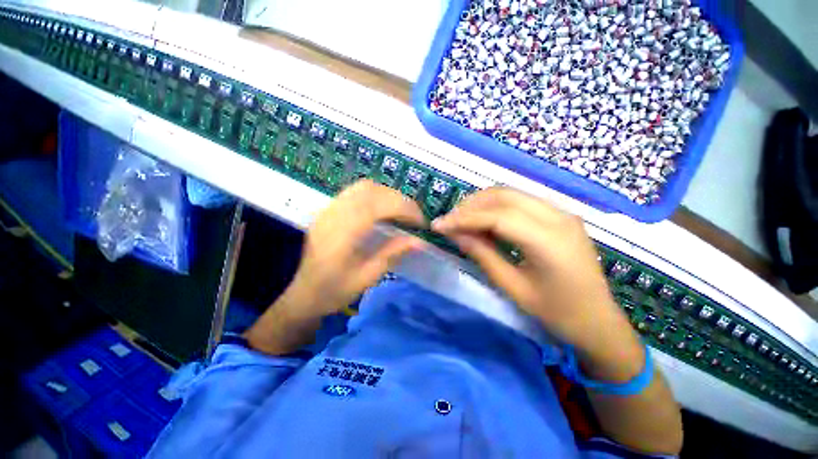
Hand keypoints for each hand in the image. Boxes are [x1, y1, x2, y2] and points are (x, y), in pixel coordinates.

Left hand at [286, 179, 427, 319]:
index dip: (404, 208)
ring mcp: (329, 209)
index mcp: (342, 232)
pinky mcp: (328, 210)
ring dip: (387, 195)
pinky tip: (382, 210)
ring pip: (363, 187)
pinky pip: (354, 191)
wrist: (303, 295)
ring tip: (401, 212)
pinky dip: (375, 195)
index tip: (421, 222)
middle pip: (371, 190)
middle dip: (399, 200)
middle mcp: (334, 214)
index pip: (378, 205)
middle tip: (414, 217)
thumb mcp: (367, 277)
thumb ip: (392, 254)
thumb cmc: (334, 291)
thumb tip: (420, 241)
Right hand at [432, 187, 638, 359]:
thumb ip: (482, 255)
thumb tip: (455, 234)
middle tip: (450, 221)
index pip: (497, 216)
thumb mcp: (512, 287)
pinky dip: (497, 206)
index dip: (464, 218)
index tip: (439, 225)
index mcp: (549, 241)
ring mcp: (562, 212)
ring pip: (512, 193)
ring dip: (482, 202)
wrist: (599, 320)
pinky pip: (521, 201)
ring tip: (462, 219)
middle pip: (504, 196)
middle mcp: (558, 217)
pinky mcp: (560, 215)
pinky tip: (484, 219)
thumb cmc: (556, 312)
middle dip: (470, 205)